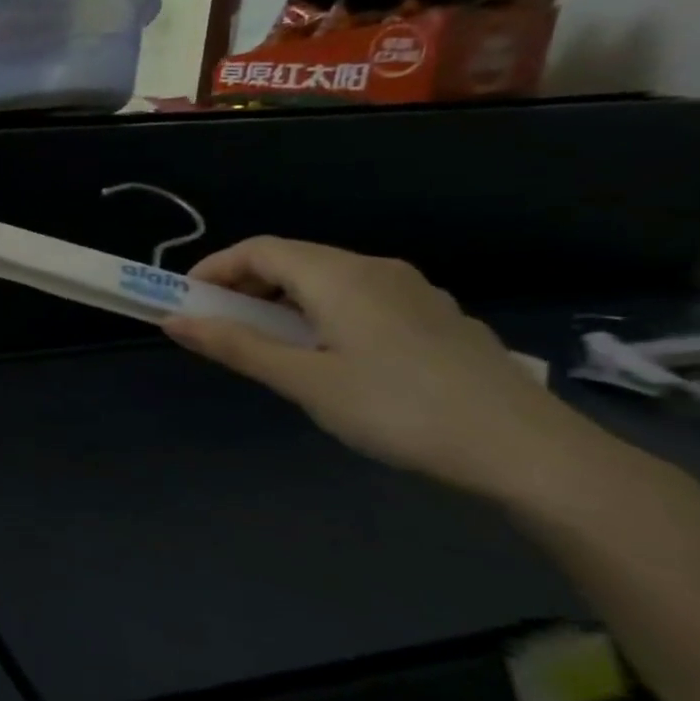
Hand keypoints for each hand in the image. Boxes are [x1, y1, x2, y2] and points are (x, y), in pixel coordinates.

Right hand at [163, 237, 606, 501]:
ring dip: (280, 301)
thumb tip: (172, 321)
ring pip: (325, 280)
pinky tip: (326, 355)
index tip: (185, 302)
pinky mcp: (434, 317)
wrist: (527, 451)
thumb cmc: (398, 409)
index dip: (213, 268)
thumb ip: (235, 346)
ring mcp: (412, 292)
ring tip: (265, 346)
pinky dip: (319, 312)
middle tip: (218, 328)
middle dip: (243, 287)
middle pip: (292, 260)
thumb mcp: (304, 381)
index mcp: (339, 276)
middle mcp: (375, 269)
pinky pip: (358, 298)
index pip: (258, 249)